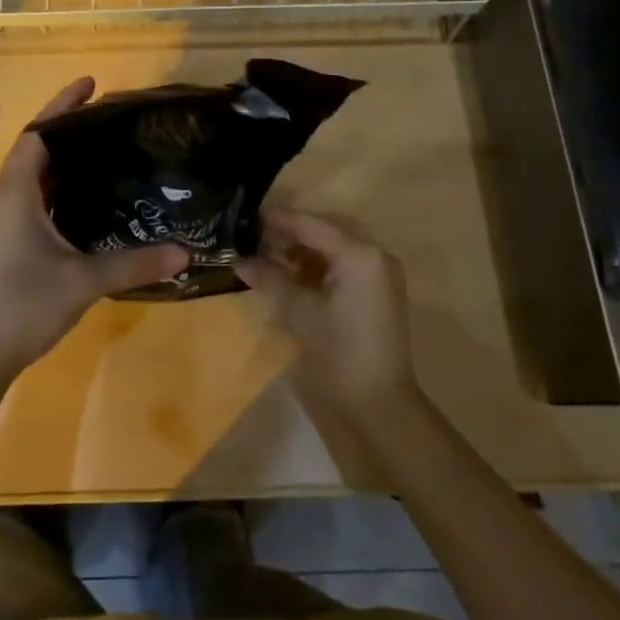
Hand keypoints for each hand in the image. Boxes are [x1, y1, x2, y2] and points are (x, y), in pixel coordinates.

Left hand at [0, 78, 188, 376]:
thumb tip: (185, 253)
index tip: (92, 85)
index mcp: (15, 194)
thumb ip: (134, 265)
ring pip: (32, 177)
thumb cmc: (22, 306)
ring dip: (62, 161)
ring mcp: (1, 222)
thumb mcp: (82, 282)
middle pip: (35, 150)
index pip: (38, 134)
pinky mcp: (4, 242)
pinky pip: (32, 200)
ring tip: (105, 153)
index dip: (62, 106)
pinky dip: (57, 189)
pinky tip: (86, 202)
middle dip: (68, 129)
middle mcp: (3, 199)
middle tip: (111, 120)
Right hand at [238, 206, 416, 416]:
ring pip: (335, 244)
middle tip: (255, 237)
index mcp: (358, 253)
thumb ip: (270, 278)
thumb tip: (240, 260)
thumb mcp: (300, 312)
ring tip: (268, 255)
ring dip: (303, 247)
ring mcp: (380, 272)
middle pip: (325, 229)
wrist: (379, 404)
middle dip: (290, 231)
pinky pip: (345, 262)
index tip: (246, 215)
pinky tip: (292, 272)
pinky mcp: (378, 290)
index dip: (277, 219)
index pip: (310, 224)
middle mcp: (374, 253)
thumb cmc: (339, 353)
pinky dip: (318, 263)